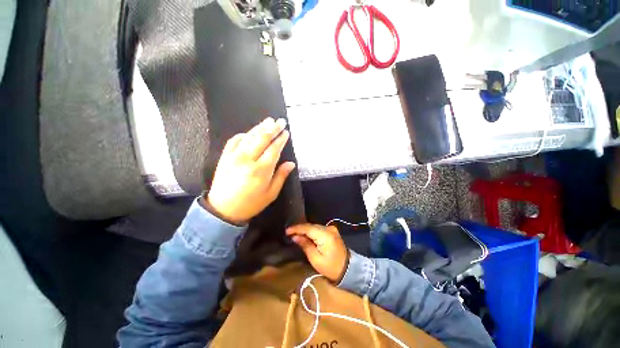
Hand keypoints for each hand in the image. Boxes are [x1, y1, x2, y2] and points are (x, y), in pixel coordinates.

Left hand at [205, 117, 295, 224]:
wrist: (223, 210)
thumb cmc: (251, 204)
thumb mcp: (271, 194)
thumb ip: (281, 176)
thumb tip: (291, 163)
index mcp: (261, 170)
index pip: (274, 149)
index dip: (281, 139)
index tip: (286, 132)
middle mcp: (247, 159)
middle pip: (262, 138)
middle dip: (273, 128)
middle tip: (280, 121)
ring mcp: (234, 156)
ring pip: (249, 137)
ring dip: (260, 127)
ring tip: (268, 120)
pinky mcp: (224, 157)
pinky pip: (234, 140)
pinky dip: (243, 135)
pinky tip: (249, 133)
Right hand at [286, 224, 348, 282]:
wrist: (348, 269)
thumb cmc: (331, 267)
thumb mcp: (315, 259)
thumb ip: (305, 245)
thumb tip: (295, 237)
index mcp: (325, 235)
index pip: (308, 228)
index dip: (296, 228)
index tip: (287, 231)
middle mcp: (329, 228)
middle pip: (311, 226)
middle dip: (300, 229)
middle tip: (289, 233)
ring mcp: (331, 229)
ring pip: (314, 227)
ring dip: (305, 230)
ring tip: (294, 234)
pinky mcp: (332, 231)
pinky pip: (319, 229)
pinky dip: (311, 232)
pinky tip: (305, 235)